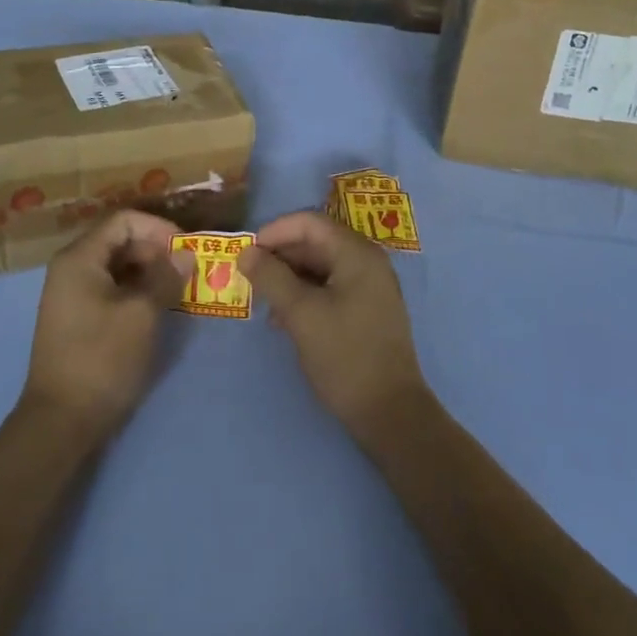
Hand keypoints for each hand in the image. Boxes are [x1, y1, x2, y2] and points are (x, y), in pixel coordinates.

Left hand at [22, 211, 186, 441]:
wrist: (61, 422)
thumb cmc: (102, 359)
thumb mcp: (142, 314)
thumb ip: (165, 277)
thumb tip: (186, 254)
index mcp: (79, 258)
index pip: (124, 220)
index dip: (158, 227)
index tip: (187, 248)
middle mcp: (71, 268)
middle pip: (120, 240)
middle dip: (157, 249)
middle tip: (188, 269)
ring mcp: (72, 294)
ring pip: (118, 266)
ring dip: (150, 271)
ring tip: (180, 287)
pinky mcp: (79, 318)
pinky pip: (112, 288)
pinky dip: (137, 290)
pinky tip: (160, 306)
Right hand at [239, 211, 429, 440]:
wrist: (390, 413)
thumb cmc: (345, 356)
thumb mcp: (301, 314)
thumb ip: (271, 278)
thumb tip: (246, 252)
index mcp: (357, 253)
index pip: (310, 222)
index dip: (275, 231)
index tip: (247, 252)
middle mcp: (367, 261)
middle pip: (316, 241)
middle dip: (280, 255)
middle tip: (249, 275)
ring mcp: (370, 286)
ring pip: (321, 266)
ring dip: (289, 277)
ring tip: (262, 300)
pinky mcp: (367, 309)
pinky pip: (330, 287)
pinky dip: (305, 294)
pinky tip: (283, 318)